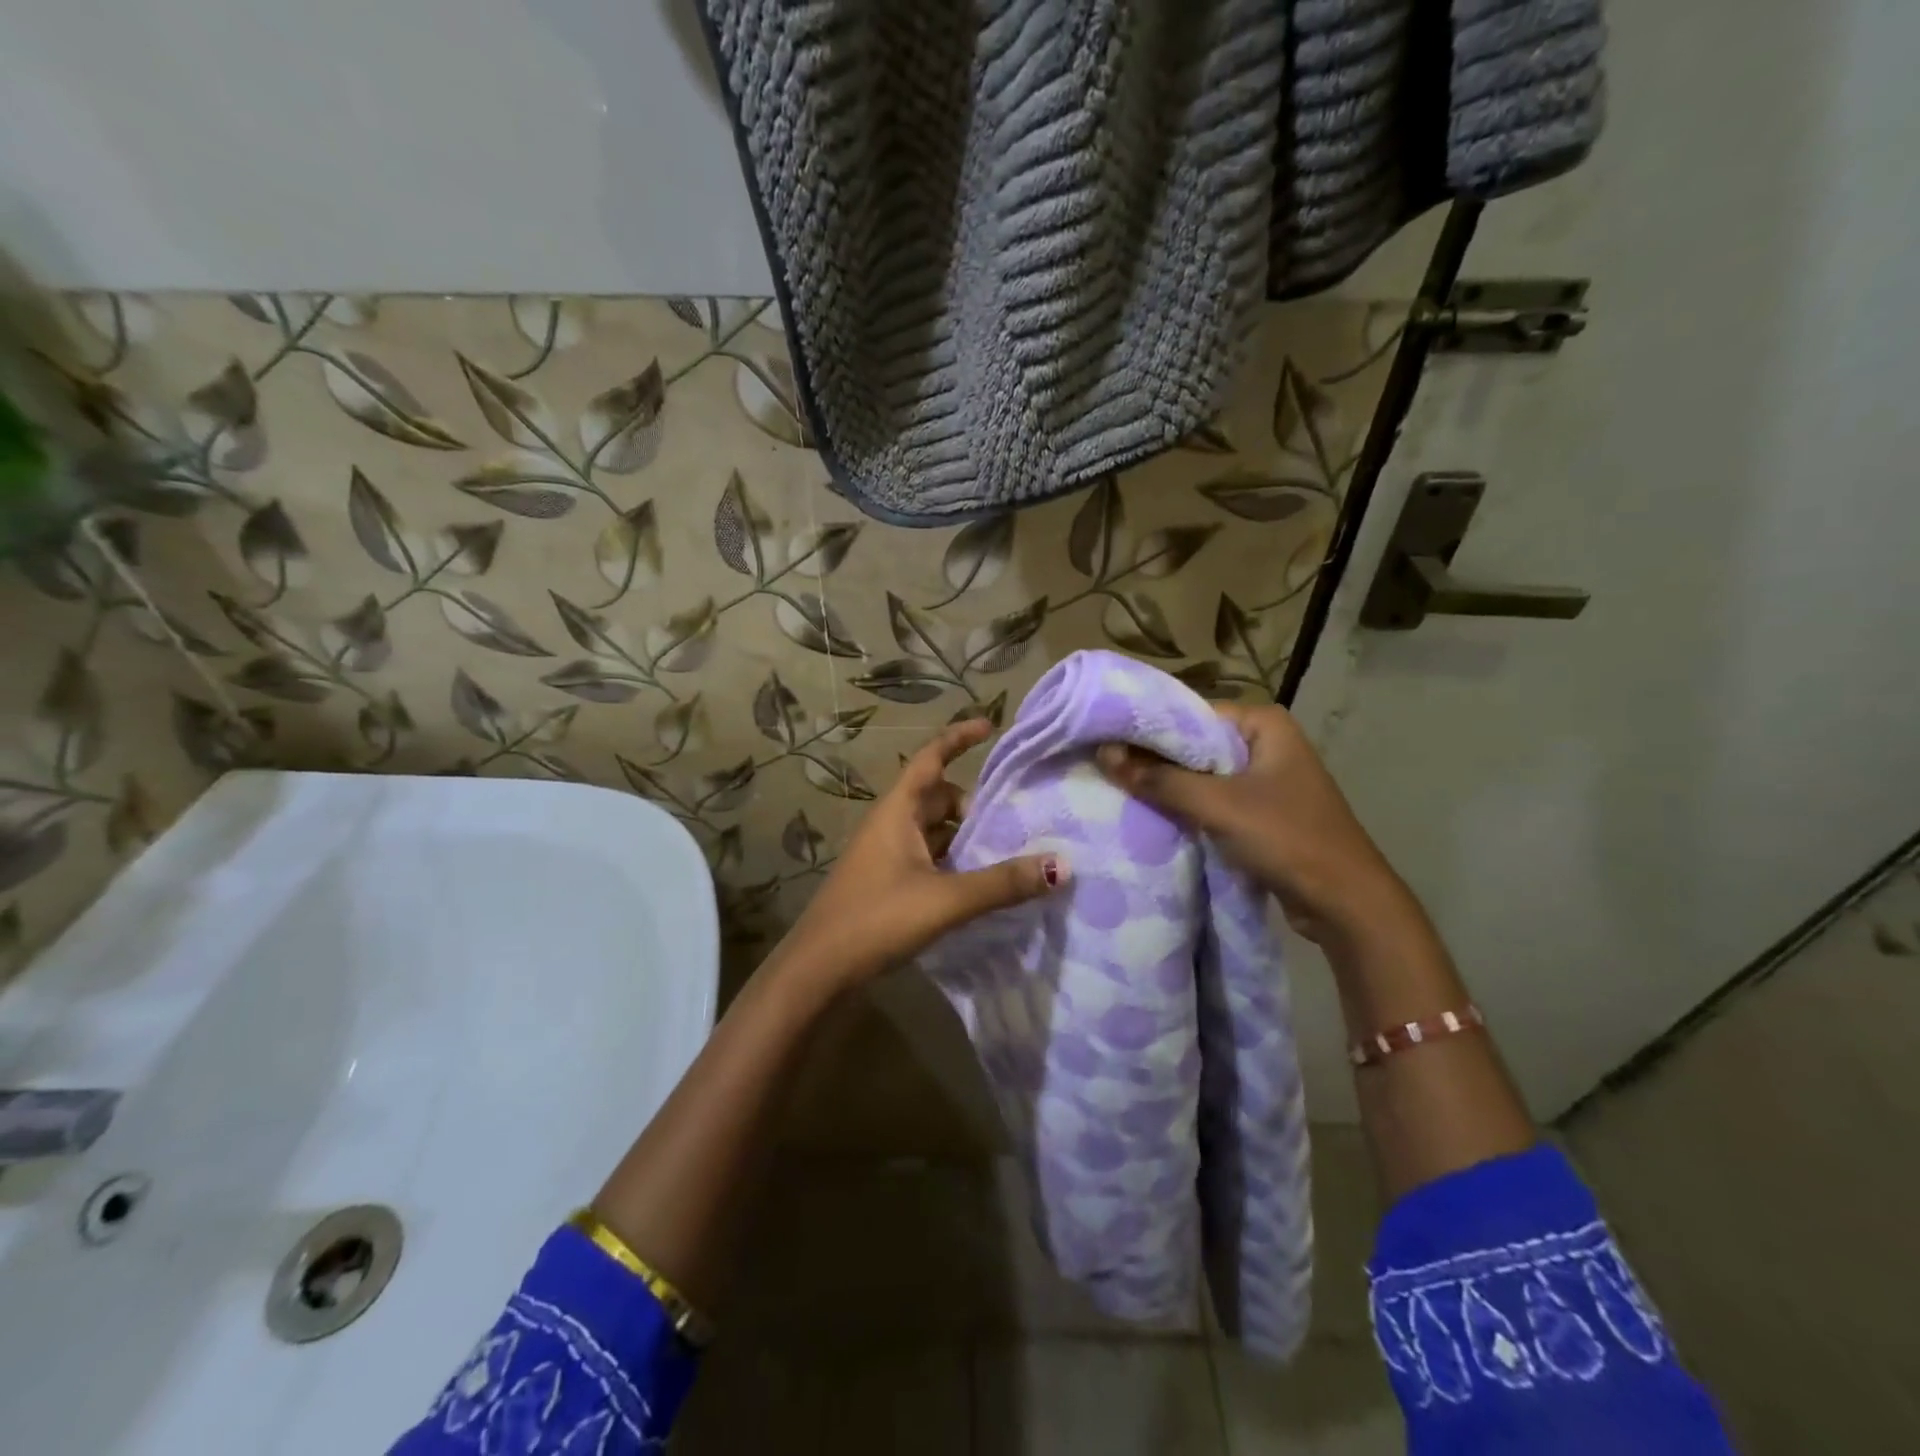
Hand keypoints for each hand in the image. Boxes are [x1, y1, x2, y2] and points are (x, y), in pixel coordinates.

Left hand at [776, 719, 1066, 989]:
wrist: (817, 971)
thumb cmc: (876, 919)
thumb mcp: (945, 900)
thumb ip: (1001, 883)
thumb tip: (1062, 865)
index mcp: (897, 811)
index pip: (931, 758)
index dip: (959, 738)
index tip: (991, 726)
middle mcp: (890, 825)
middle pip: (939, 797)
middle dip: (974, 804)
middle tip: (1015, 822)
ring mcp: (886, 855)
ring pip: (934, 831)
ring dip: (965, 838)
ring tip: (1006, 854)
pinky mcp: (887, 883)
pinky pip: (928, 858)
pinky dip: (953, 863)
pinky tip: (977, 885)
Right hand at [1096, 703, 1408, 945]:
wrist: (1344, 902)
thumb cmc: (1286, 838)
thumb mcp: (1218, 805)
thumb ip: (1159, 779)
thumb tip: (1104, 754)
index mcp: (1264, 724)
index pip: (1191, 713)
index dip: (1148, 728)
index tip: (1104, 740)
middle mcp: (1265, 742)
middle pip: (1194, 744)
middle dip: (1154, 759)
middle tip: (1104, 766)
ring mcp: (1265, 778)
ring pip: (1202, 774)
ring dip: (1168, 786)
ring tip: (1117, 787)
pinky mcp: (1261, 811)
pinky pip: (1213, 799)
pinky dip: (1187, 806)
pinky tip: (1152, 814)